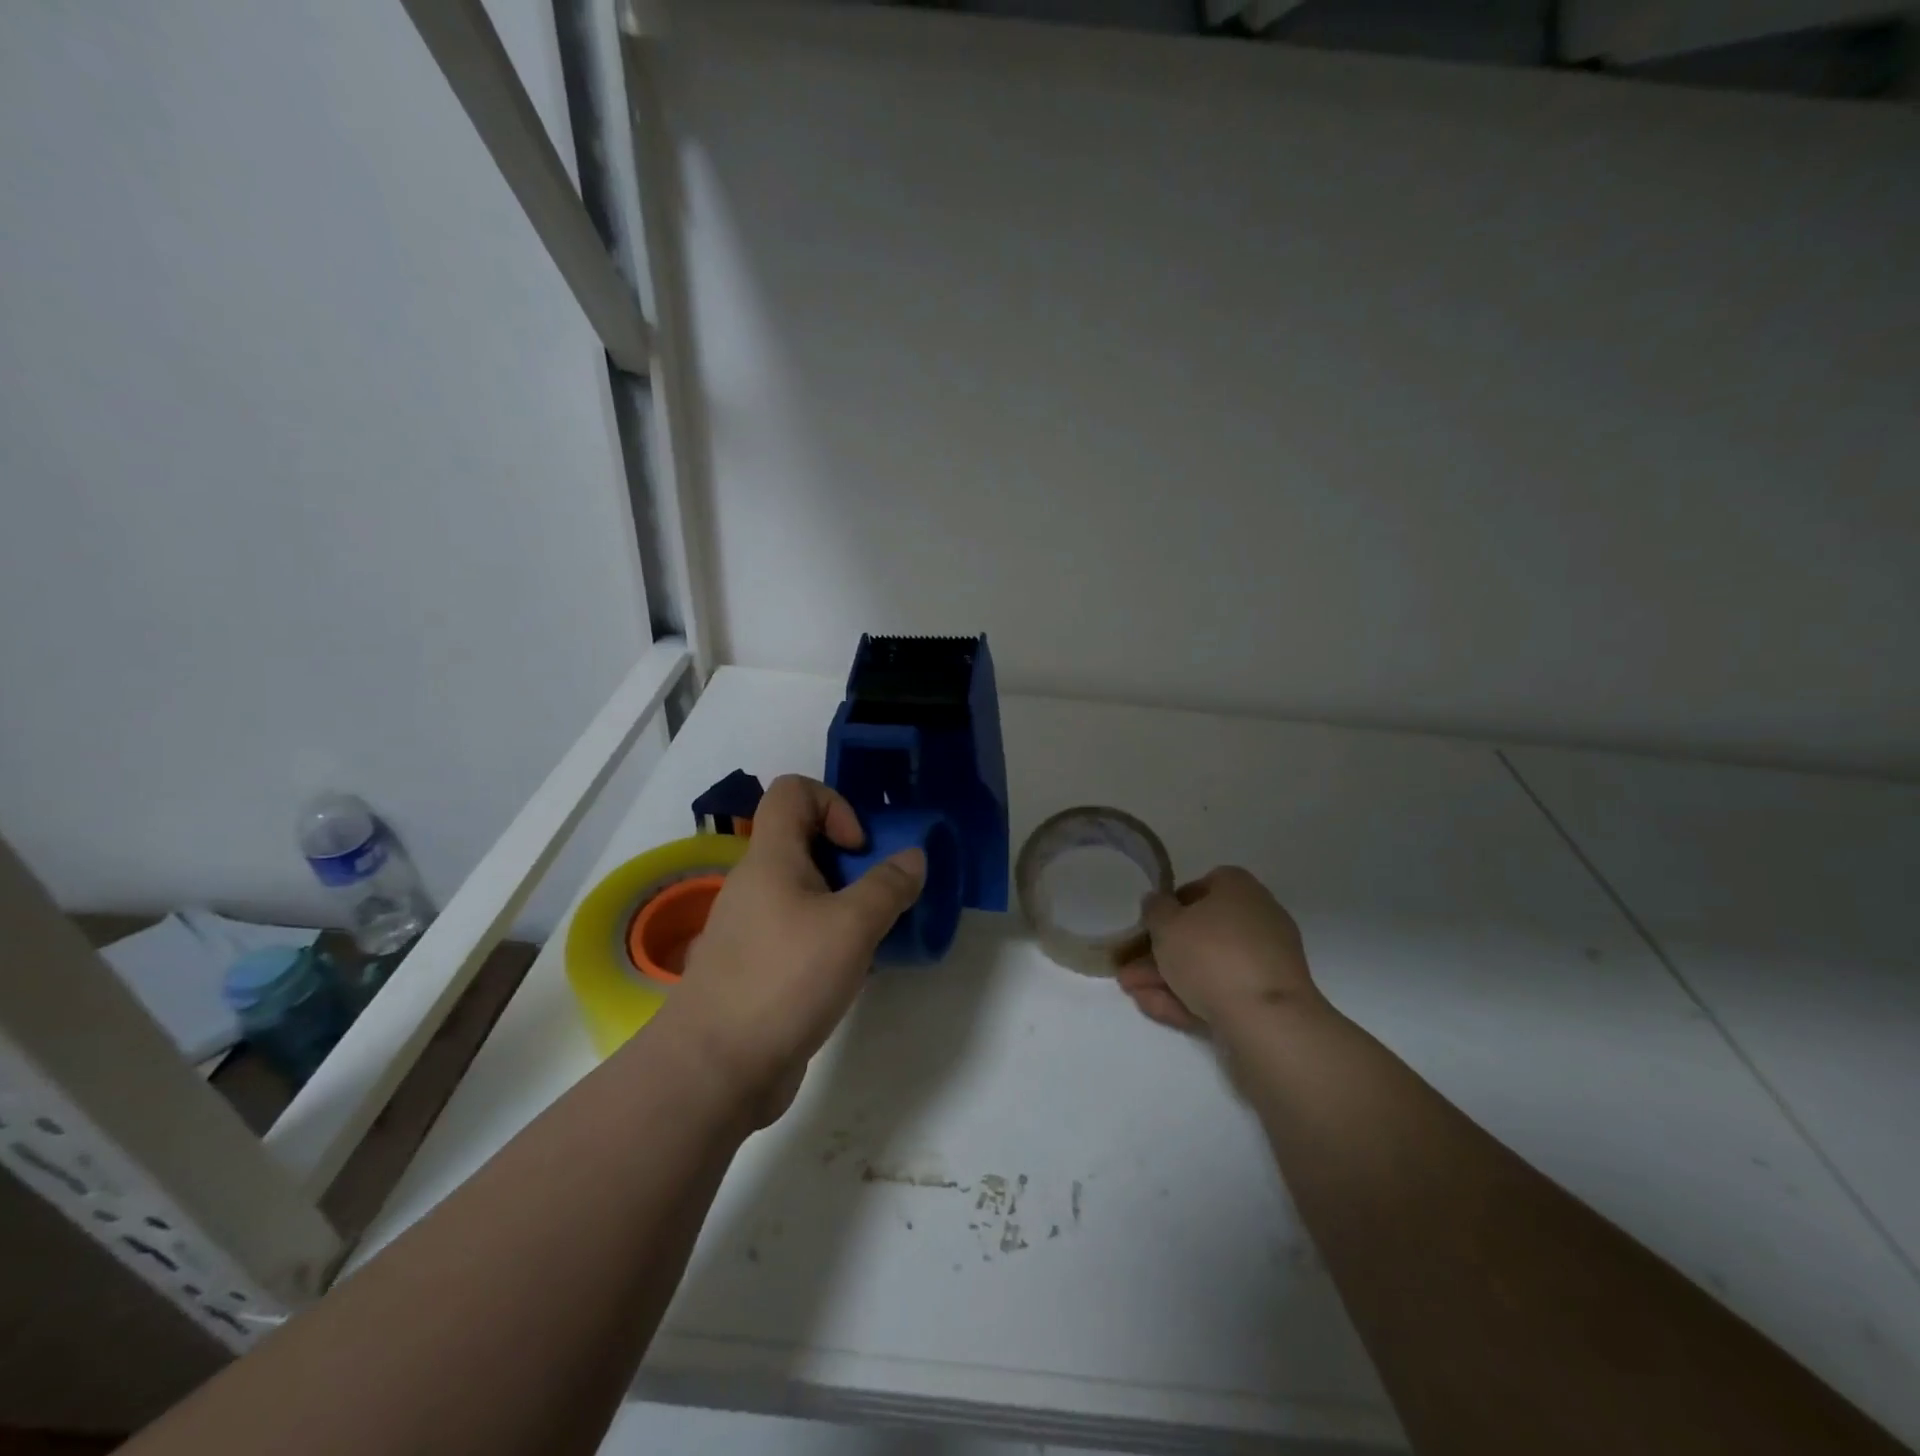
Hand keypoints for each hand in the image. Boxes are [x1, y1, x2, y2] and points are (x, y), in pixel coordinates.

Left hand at [655, 775, 925, 1123]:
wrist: (716, 1069)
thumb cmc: (784, 979)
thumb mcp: (851, 926)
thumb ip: (888, 886)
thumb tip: (913, 856)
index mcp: (771, 857)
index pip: (793, 791)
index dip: (834, 804)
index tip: (859, 850)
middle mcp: (757, 883)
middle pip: (806, 841)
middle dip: (852, 859)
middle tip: (882, 894)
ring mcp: (755, 928)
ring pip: (808, 892)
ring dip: (847, 902)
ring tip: (877, 934)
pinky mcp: (760, 967)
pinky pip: (802, 932)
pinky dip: (832, 938)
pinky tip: (856, 970)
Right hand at [1117, 867, 1319, 1033]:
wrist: (1267, 1020)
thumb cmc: (1211, 955)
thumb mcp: (1166, 924)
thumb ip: (1155, 909)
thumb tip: (1157, 902)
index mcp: (1239, 889)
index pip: (1202, 886)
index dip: (1172, 904)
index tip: (1150, 926)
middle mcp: (1257, 918)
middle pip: (1201, 932)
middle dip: (1161, 953)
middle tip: (1130, 970)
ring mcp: (1265, 960)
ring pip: (1208, 965)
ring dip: (1168, 978)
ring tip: (1134, 994)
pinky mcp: (1267, 998)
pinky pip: (1223, 991)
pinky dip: (1191, 998)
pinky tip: (1158, 1009)